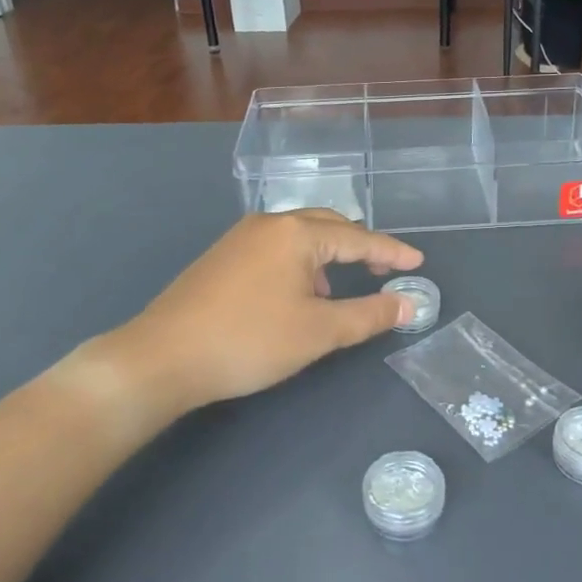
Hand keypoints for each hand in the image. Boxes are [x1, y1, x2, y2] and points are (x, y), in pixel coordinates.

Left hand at [104, 210, 423, 418]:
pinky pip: (275, 249)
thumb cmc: (249, 340)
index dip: (391, 253)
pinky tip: (295, 295)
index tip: (418, 263)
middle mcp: (269, 224)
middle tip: (384, 271)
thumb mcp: (319, 332)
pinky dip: (299, 264)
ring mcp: (240, 238)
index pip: (358, 238)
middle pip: (328, 226)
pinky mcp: (221, 257)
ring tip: (335, 292)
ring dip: (327, 257)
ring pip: (298, 237)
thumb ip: (368, 315)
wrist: (163, 357)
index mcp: (296, 233)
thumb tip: (409, 304)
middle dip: (359, 248)